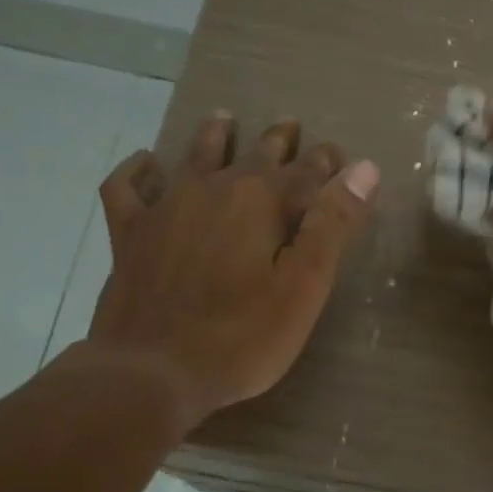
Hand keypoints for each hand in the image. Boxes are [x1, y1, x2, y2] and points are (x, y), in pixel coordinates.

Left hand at [86, 113, 378, 427]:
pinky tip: (145, 162)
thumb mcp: (303, 286)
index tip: (339, 156)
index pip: (306, 171)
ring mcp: (166, 206)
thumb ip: (333, 224)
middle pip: (255, 155)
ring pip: (195, 156)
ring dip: (215, 136)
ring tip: (225, 120)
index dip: (327, 162)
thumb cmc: (241, 337)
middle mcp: (215, 189)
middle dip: (279, 141)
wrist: (151, 372)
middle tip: (291, 127)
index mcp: (262, 201)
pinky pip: (127, 188)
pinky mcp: (130, 233)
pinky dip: (137, 171)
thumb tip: (365, 168)